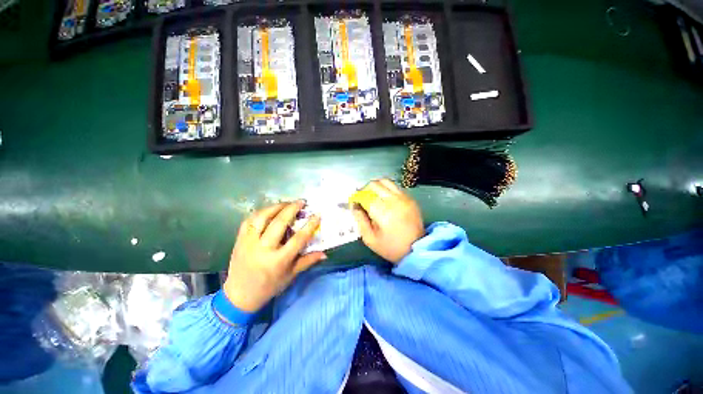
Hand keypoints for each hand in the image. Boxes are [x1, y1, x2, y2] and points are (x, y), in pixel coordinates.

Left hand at [223, 201, 325, 312]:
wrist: (239, 296)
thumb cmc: (269, 287)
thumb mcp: (291, 275)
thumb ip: (308, 261)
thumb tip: (325, 254)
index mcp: (278, 261)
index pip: (298, 239)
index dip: (309, 225)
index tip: (317, 214)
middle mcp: (263, 249)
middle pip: (279, 223)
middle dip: (292, 209)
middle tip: (301, 201)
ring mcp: (249, 243)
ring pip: (262, 218)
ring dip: (276, 207)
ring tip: (286, 203)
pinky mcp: (239, 240)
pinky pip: (249, 221)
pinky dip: (260, 212)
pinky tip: (269, 210)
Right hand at [352, 179, 424, 262]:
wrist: (416, 249)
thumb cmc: (390, 247)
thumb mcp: (369, 238)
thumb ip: (360, 220)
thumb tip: (354, 205)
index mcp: (382, 212)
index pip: (364, 196)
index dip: (356, 198)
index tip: (353, 203)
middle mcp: (393, 201)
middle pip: (374, 185)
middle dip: (364, 190)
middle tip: (362, 199)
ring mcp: (403, 197)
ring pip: (385, 181)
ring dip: (375, 186)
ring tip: (372, 196)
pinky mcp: (410, 198)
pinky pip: (394, 186)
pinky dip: (385, 189)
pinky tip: (384, 198)